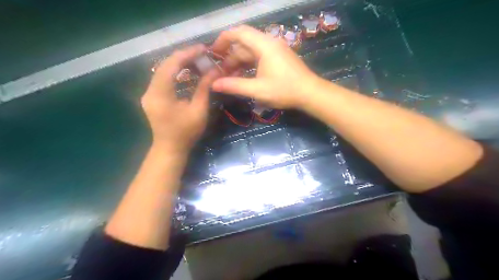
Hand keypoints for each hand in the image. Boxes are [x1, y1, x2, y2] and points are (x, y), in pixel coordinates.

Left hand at [141, 43, 217, 152]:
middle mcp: (150, 90)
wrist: (170, 149)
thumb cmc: (186, 133)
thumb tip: (215, 71)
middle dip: (184, 57)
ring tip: (198, 61)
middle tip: (203, 55)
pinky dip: (176, 73)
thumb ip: (204, 88)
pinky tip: (188, 73)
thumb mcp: (198, 110)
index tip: (203, 48)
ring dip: (180, 64)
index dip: (187, 54)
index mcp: (160, 93)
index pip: (171, 65)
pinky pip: (163, 79)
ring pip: (163, 71)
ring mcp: (149, 93)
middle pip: (165, 65)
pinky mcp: (152, 97)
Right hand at [209, 25, 319, 108]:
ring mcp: (275, 49)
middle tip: (220, 70)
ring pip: (251, 50)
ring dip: (239, 61)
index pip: (238, 33)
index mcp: (263, 45)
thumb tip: (214, 85)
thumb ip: (234, 85)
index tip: (213, 52)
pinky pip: (259, 56)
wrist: (310, 93)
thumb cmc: (284, 90)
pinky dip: (249, 63)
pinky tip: (244, 75)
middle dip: (230, 55)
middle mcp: (269, 42)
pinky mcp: (279, 57)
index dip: (223, 40)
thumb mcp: (257, 89)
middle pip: (244, 42)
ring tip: (229, 76)